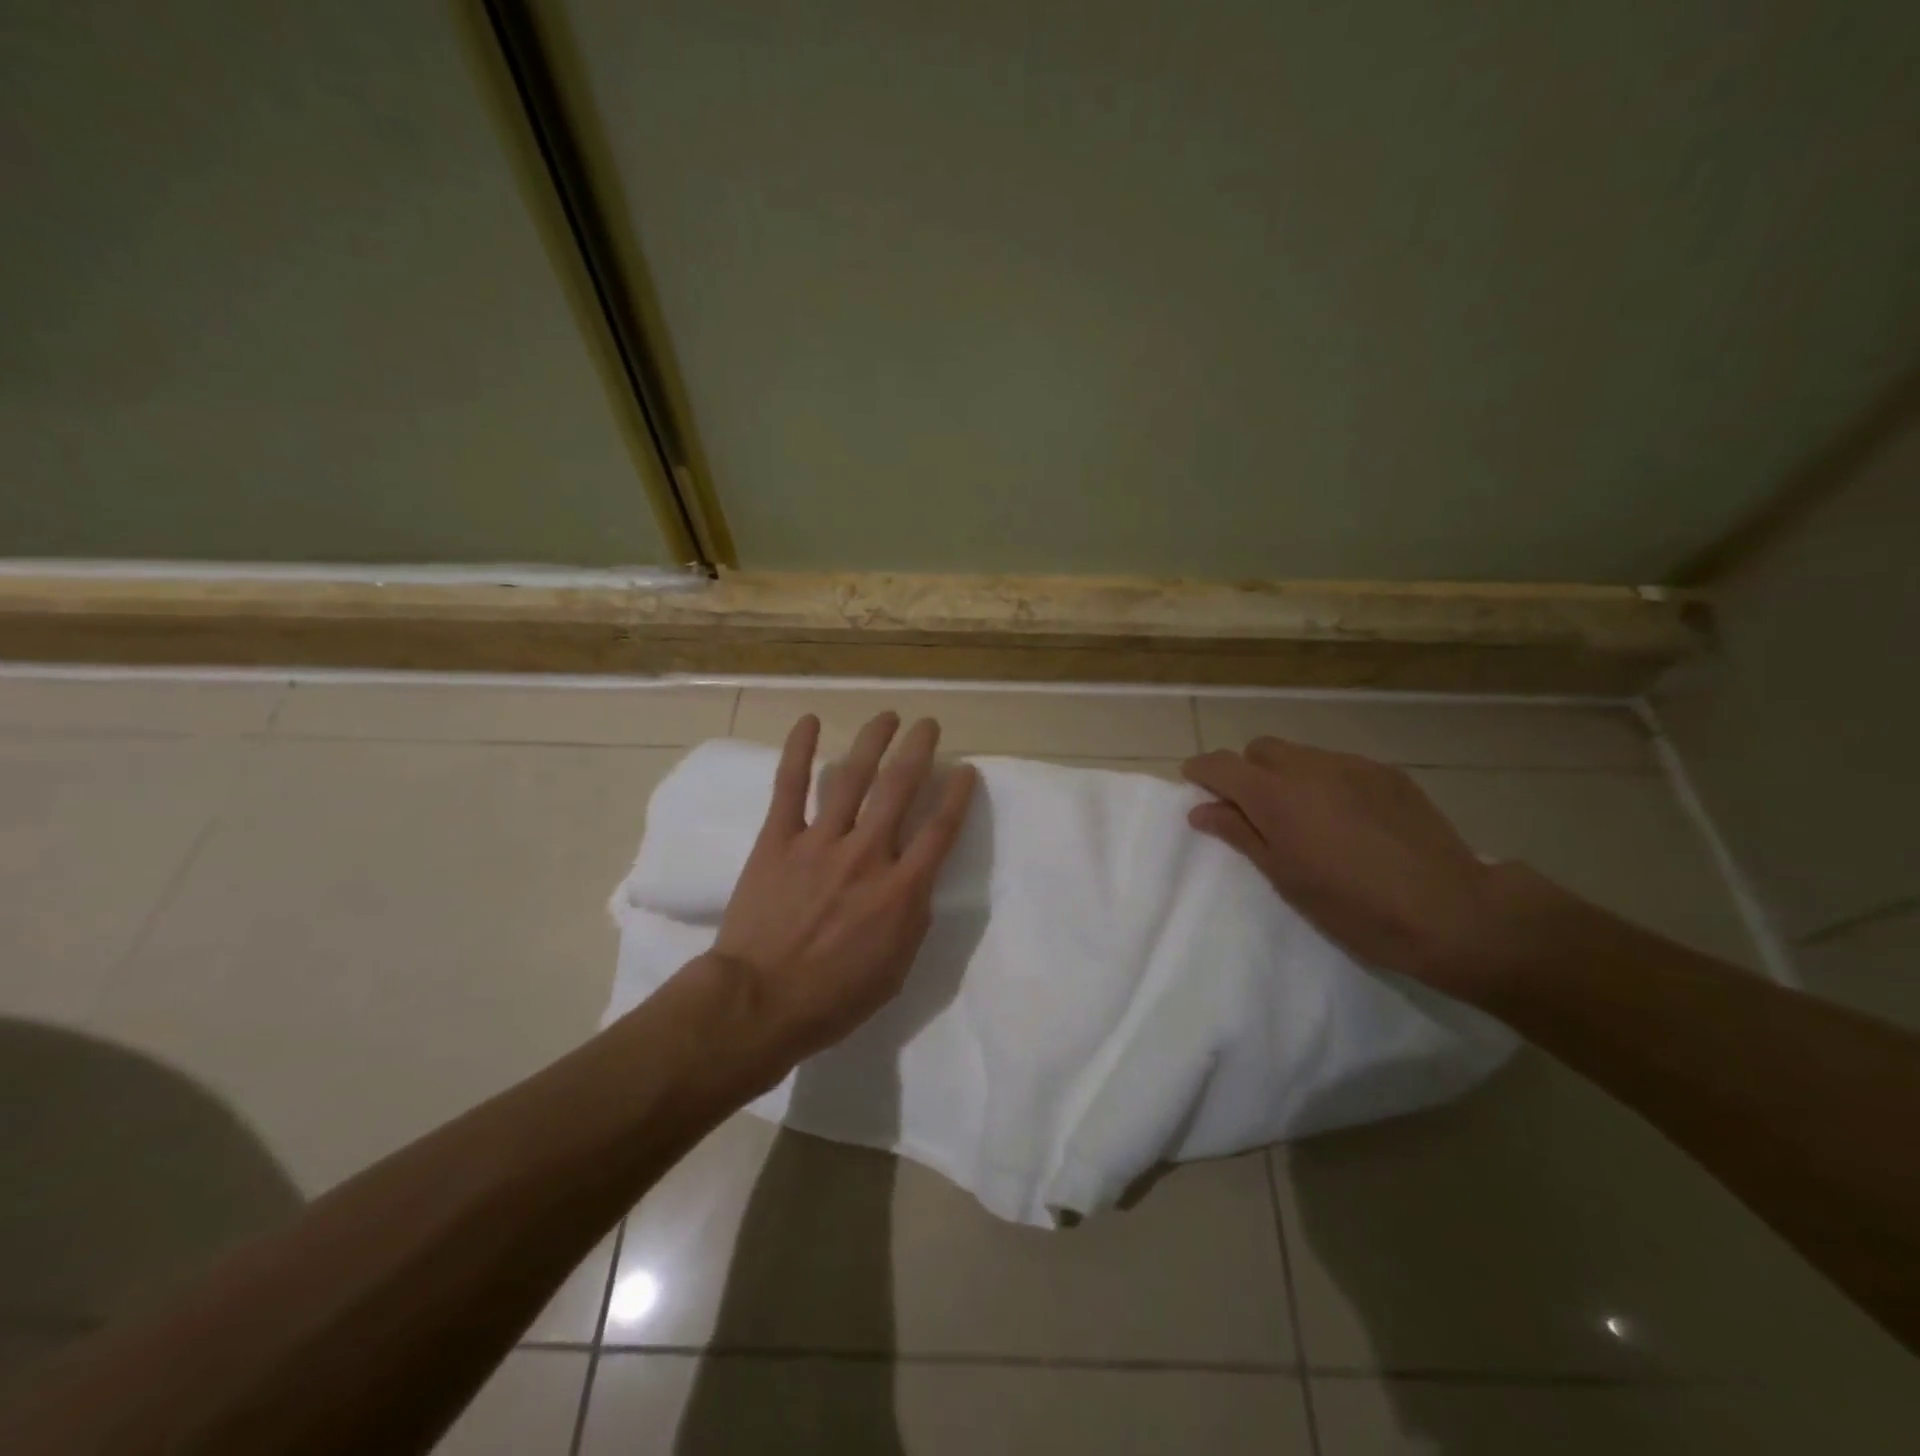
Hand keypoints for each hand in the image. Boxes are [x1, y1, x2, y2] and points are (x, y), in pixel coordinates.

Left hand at [712, 711, 977, 1064]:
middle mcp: (867, 854)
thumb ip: (912, 919)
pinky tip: (809, 721)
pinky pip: (790, 786)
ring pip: (852, 777)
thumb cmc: (833, 997)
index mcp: (901, 890)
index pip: (941, 830)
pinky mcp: (778, 839)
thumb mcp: (895, 970)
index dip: (958, 795)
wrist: (759, 1001)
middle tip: (928, 725)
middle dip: (918, 750)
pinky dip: (799, 751)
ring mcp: (821, 842)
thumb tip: (918, 882)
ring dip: (873, 740)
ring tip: (887, 716)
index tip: (967, 770)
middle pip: (900, 788)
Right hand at [1183, 736, 1514, 993]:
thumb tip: (1201, 809)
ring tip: (1306, 816)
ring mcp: (1352, 766)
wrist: (1452, 911)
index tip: (1195, 786)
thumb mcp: (1284, 877)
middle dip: (1247, 771)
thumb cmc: (1353, 906)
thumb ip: (1239, 834)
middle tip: (1256, 812)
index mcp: (1274, 795)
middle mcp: (1308, 767)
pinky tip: (1348, 818)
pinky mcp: (1387, 773)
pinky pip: (1339, 765)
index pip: (1220, 764)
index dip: (1201, 771)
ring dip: (1287, 775)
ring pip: (1301, 754)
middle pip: (1260, 750)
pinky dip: (1326, 781)